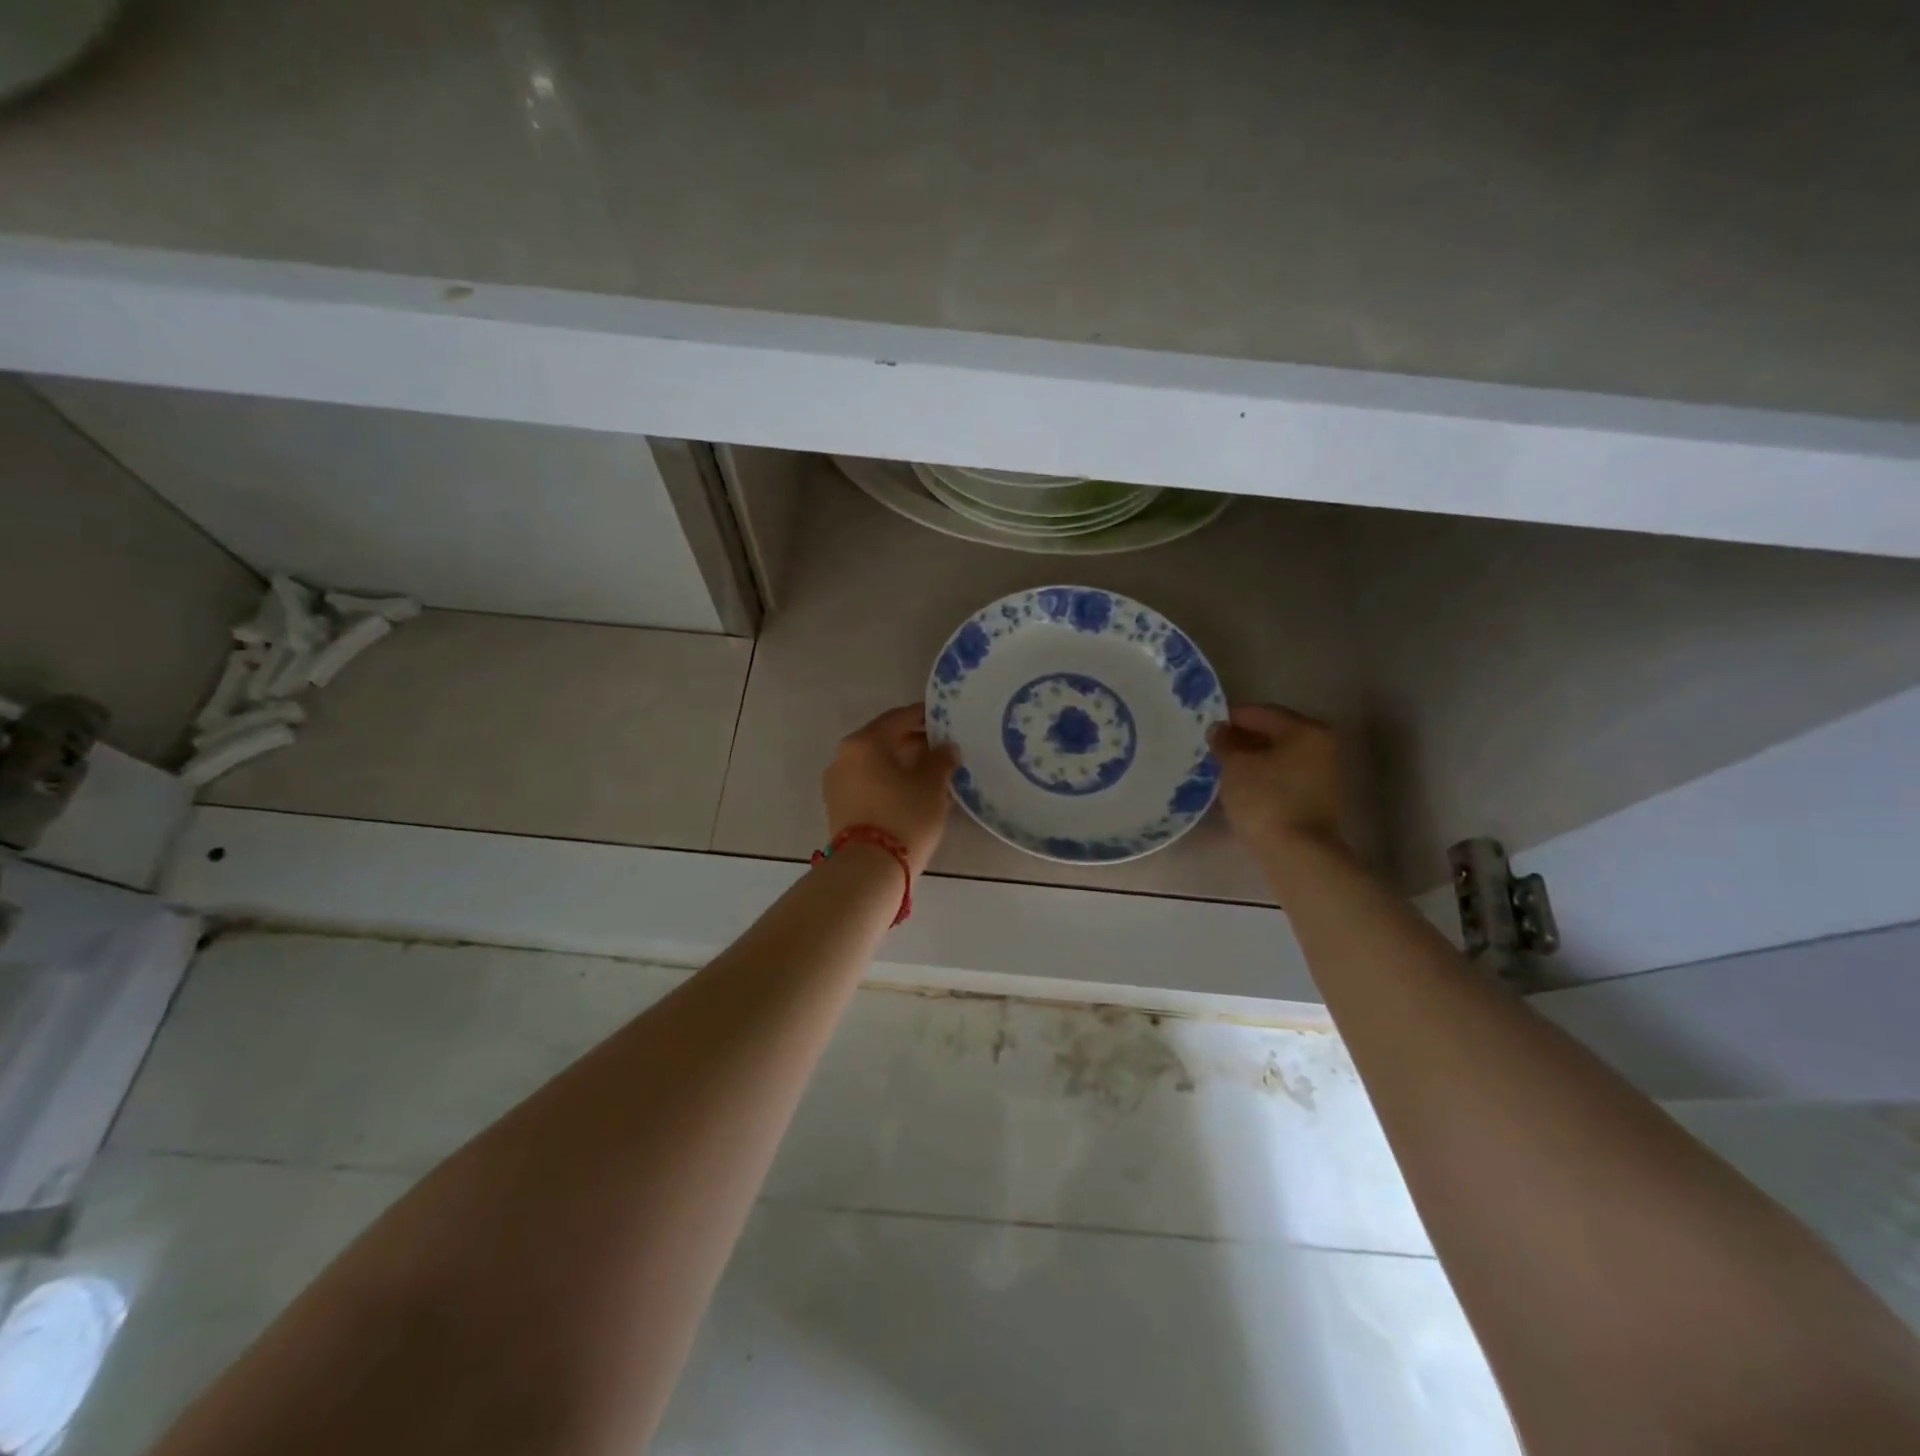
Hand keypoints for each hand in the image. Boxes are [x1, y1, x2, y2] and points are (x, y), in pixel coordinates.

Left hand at [822, 705, 960, 874]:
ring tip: (931, 774)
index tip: (945, 721)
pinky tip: (911, 794)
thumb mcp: (932, 786)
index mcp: (864, 742)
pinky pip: (868, 784)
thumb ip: (941, 759)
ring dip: (901, 764)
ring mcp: (837, 783)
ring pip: (875, 764)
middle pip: (883, 740)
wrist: (868, 870)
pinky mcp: (838, 808)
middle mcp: (844, 756)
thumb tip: (946, 748)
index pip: (898, 718)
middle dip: (913, 742)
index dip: (924, 717)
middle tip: (942, 749)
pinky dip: (888, 782)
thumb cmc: (904, 817)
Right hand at [1207, 704, 1343, 853]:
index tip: (1206, 724)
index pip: (1263, 713)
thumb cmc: (1265, 799)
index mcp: (1307, 730)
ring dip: (1251, 758)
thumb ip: (1225, 742)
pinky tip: (1240, 784)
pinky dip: (1262, 775)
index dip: (1232, 717)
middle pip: (1274, 733)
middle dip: (1242, 738)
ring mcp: (1323, 773)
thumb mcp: (1235, 766)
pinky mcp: (1317, 798)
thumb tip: (1218, 729)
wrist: (1297, 854)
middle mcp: (1322, 746)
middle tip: (1211, 746)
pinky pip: (1283, 776)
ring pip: (1278, 756)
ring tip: (1221, 766)